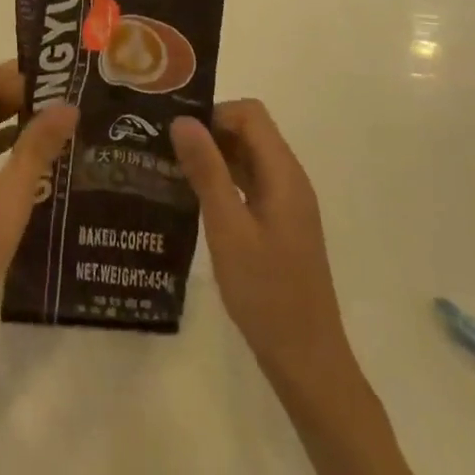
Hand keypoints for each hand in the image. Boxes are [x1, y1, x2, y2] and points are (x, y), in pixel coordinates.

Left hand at [0, 64, 77, 354]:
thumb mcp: (10, 197)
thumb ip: (37, 148)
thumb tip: (67, 105)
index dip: (17, 76)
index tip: (56, 90)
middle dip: (20, 96)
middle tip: (65, 107)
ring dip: (15, 122)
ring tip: (59, 131)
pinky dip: (5, 149)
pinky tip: (36, 168)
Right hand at [171, 100, 353, 396]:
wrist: (307, 361)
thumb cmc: (266, 293)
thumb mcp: (228, 229)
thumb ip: (207, 171)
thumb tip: (183, 120)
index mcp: (284, 175)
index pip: (250, 114)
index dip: (214, 114)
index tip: (178, 134)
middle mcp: (290, 180)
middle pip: (250, 131)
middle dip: (209, 132)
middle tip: (166, 149)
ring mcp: (286, 203)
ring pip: (248, 157)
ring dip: (214, 156)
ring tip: (172, 169)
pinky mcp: (280, 224)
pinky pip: (250, 183)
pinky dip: (223, 180)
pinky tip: (194, 198)